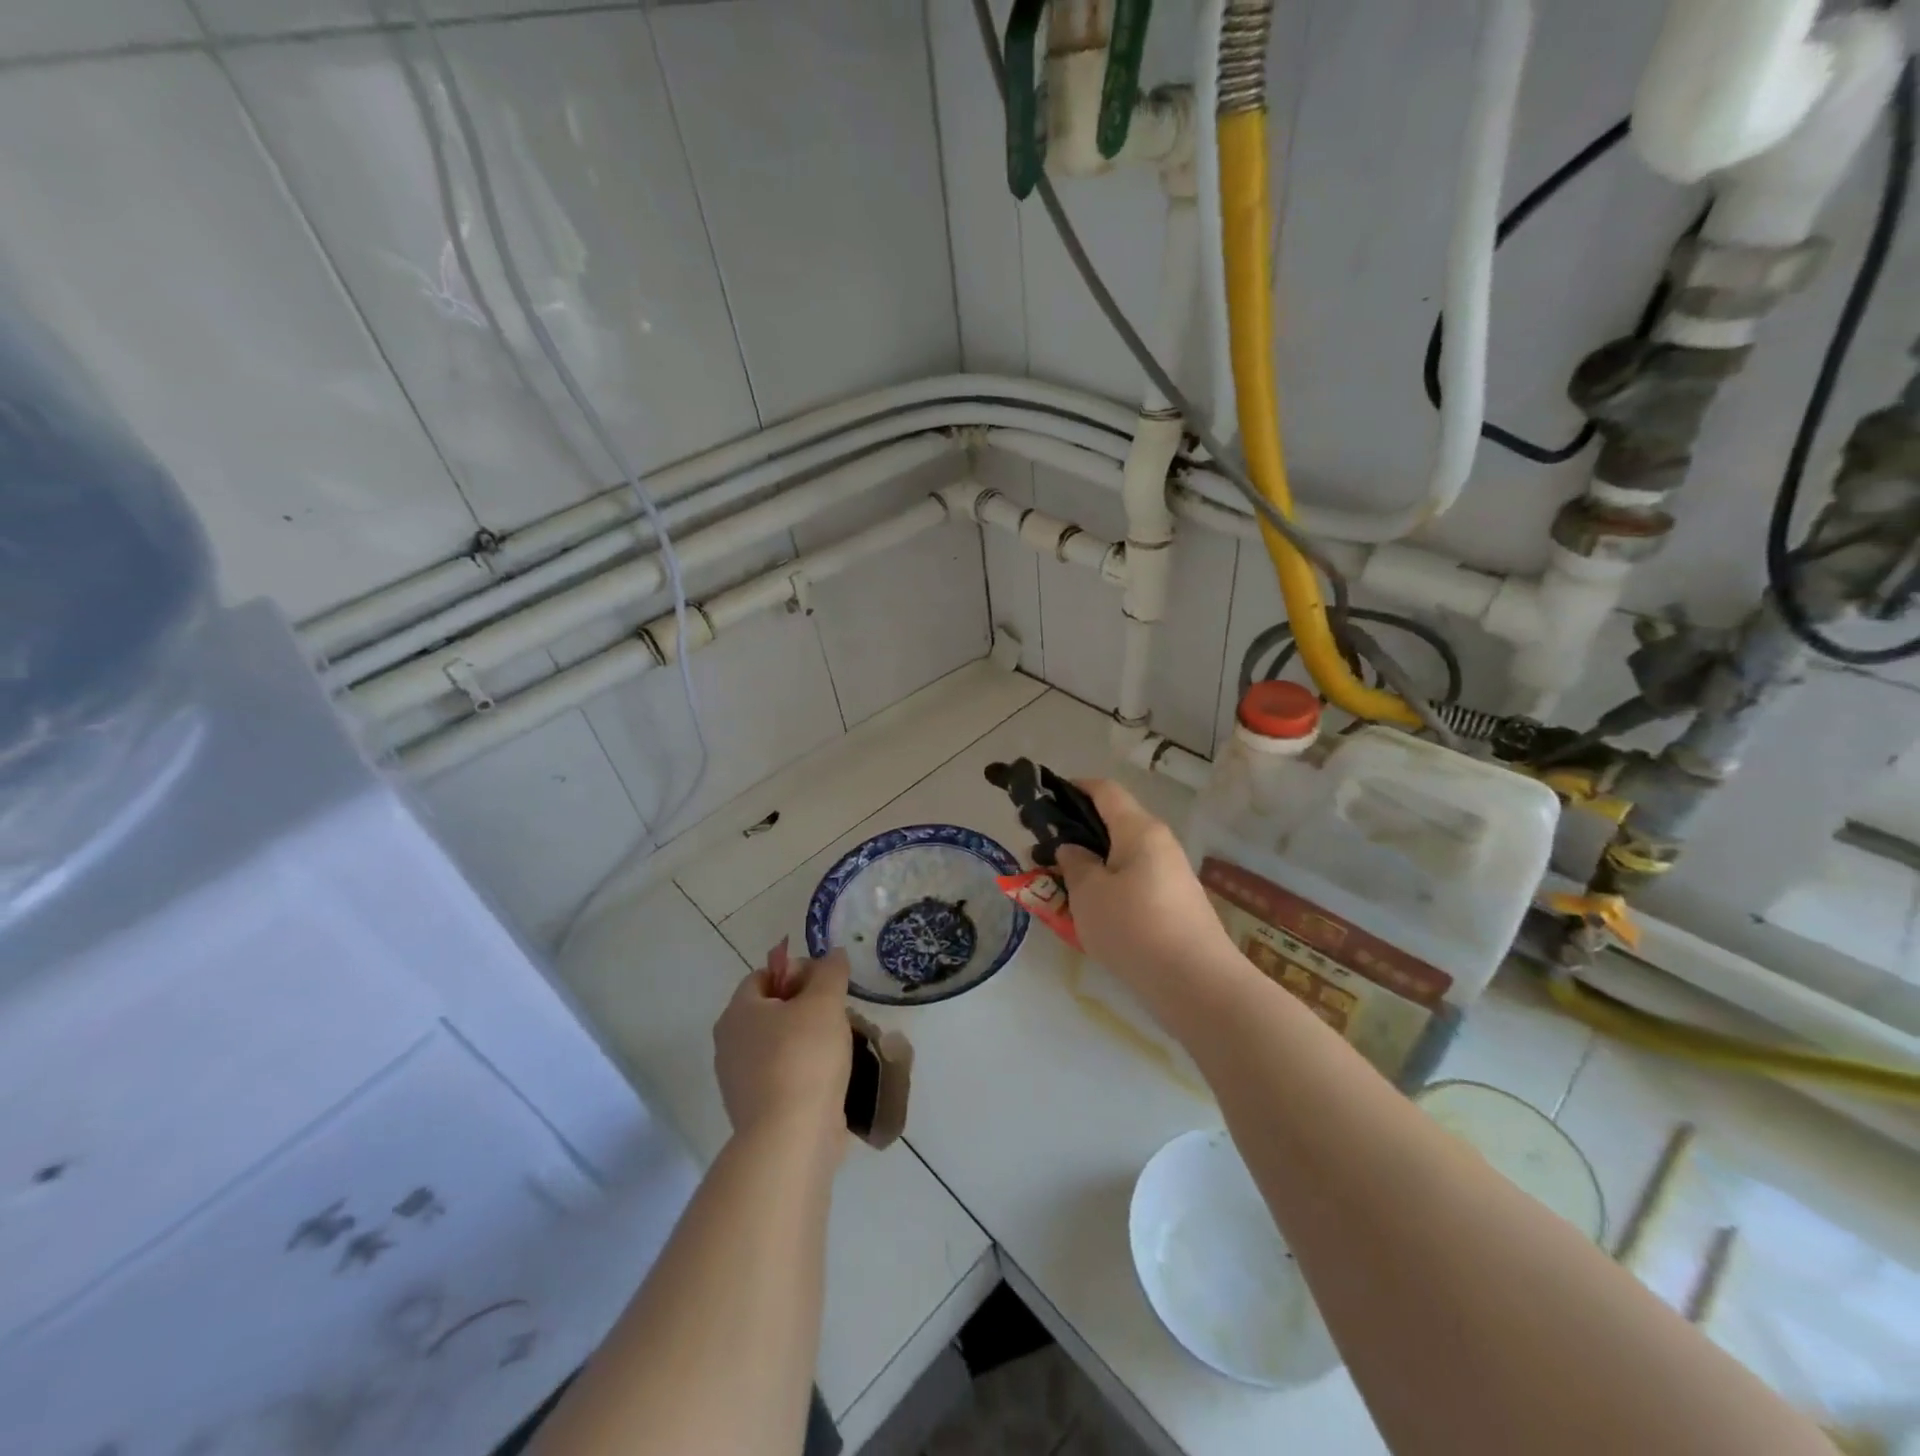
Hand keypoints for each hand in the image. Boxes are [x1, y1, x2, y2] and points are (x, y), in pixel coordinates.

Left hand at [713, 947, 852, 1160]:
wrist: (790, 1138)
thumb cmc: (804, 1057)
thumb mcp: (824, 1002)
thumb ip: (830, 971)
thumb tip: (833, 955)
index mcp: (738, 1012)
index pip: (764, 975)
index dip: (797, 971)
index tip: (828, 984)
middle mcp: (729, 1044)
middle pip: (772, 1010)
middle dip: (806, 1007)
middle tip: (838, 1013)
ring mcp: (739, 1081)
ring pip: (779, 1045)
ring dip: (808, 1040)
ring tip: (841, 1046)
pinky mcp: (756, 1111)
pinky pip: (783, 1076)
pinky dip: (805, 1072)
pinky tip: (831, 1077)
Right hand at [1054, 779, 1236, 995]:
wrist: (1196, 985)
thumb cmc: (1134, 927)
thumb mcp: (1088, 893)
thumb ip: (1074, 864)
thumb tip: (1074, 849)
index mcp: (1139, 830)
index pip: (1106, 791)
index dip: (1075, 787)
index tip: (1046, 798)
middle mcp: (1160, 845)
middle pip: (1114, 825)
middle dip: (1077, 835)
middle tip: (1043, 856)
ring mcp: (1171, 876)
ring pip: (1122, 860)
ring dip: (1092, 868)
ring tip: (1061, 891)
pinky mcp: (1175, 906)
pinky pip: (1134, 885)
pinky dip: (1109, 891)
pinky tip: (1092, 918)